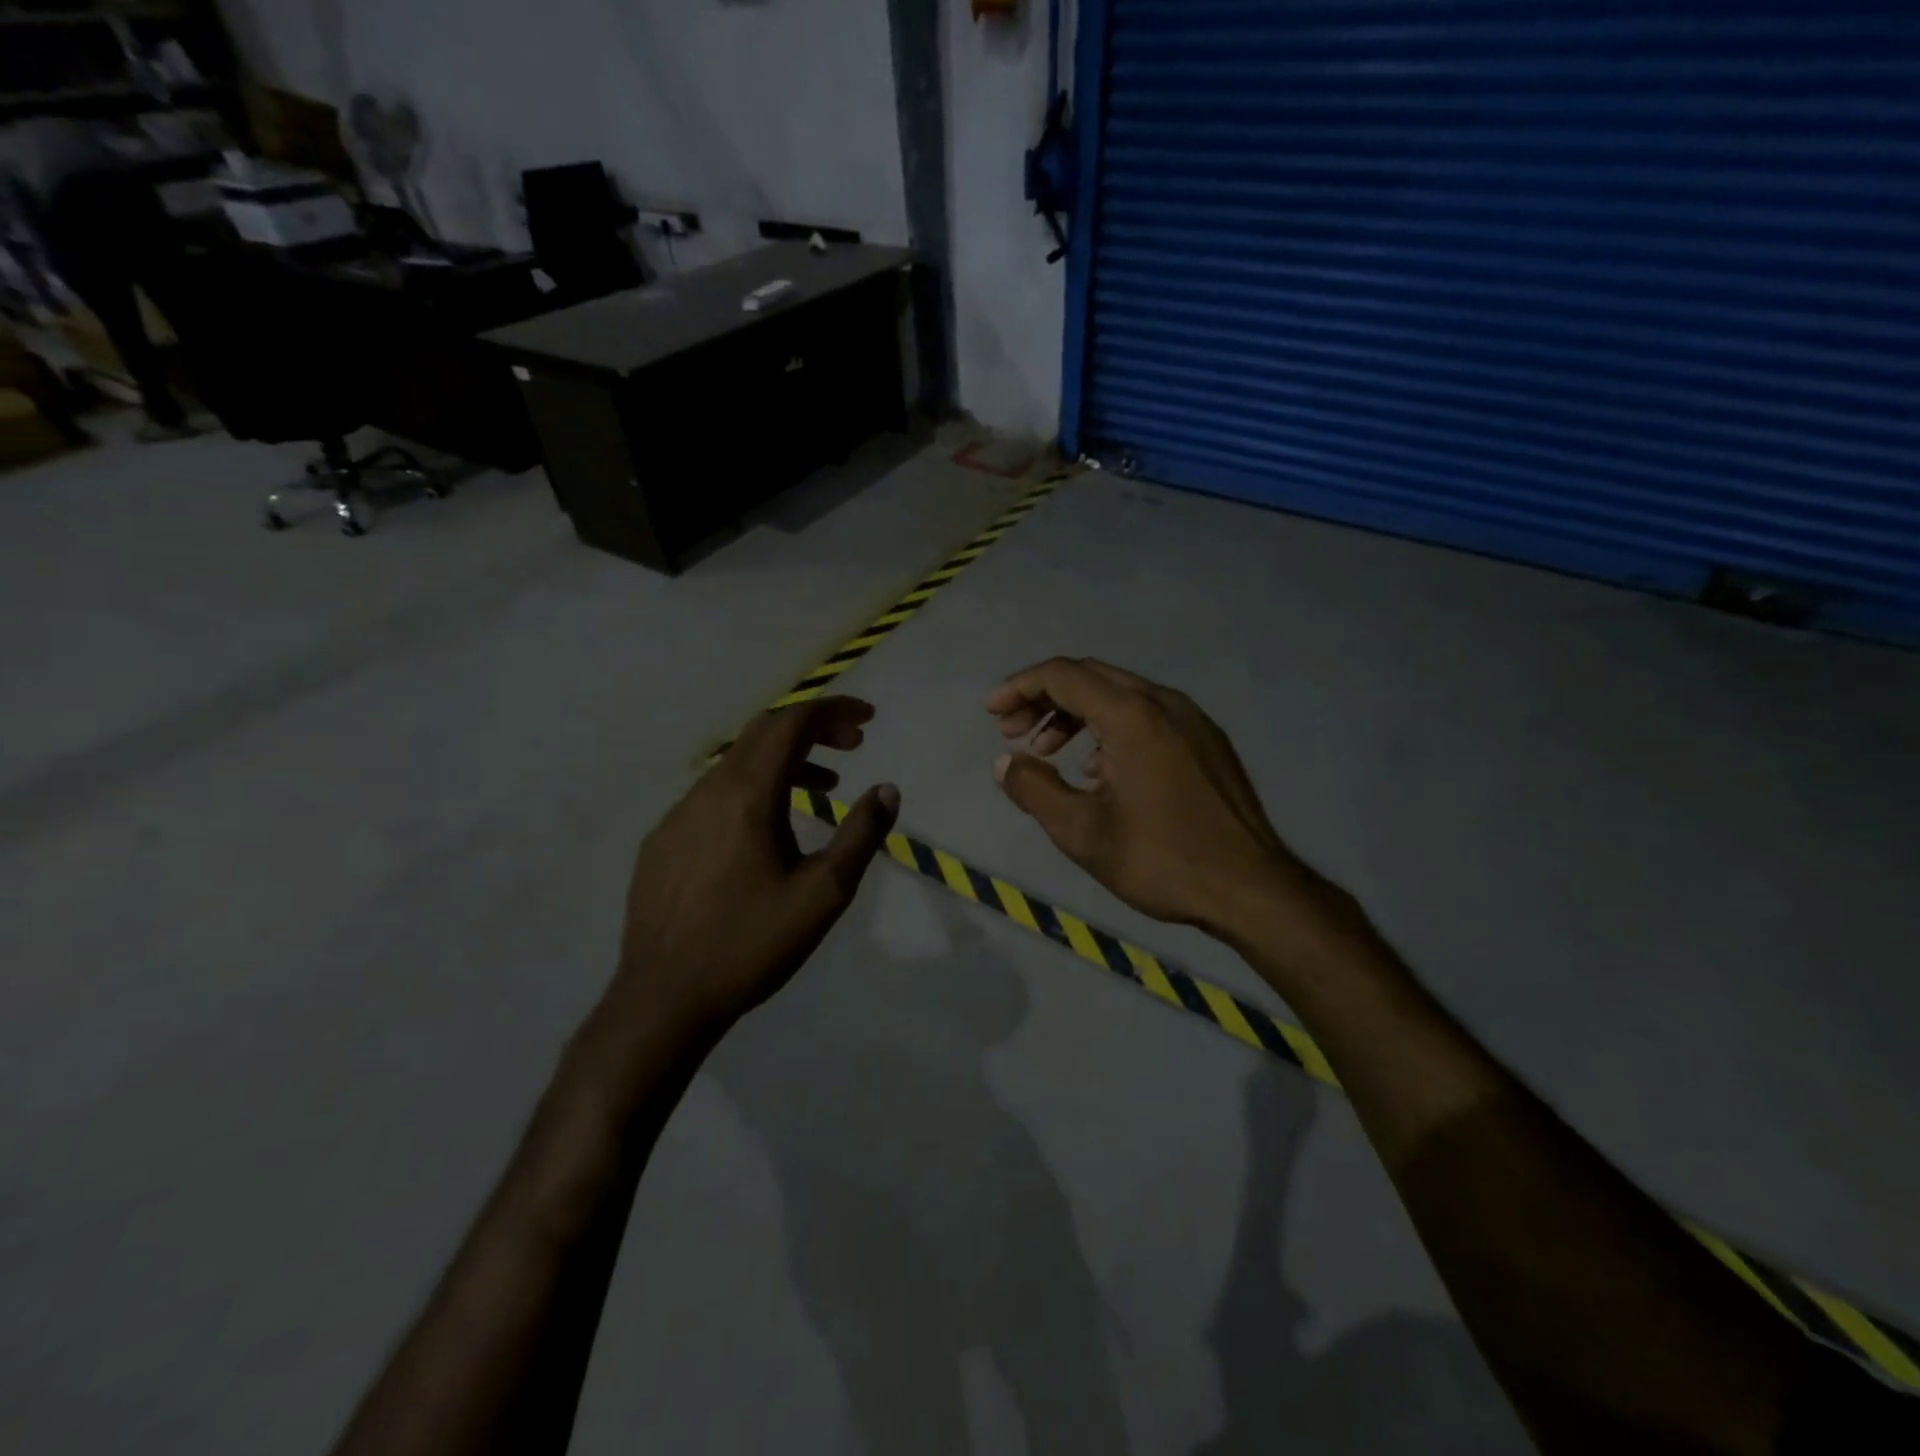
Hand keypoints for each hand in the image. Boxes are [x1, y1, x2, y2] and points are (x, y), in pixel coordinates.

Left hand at [611, 697, 899, 1037]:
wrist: (663, 999)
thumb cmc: (751, 944)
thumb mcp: (823, 893)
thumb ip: (861, 835)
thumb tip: (888, 790)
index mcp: (747, 795)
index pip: (792, 724)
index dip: (833, 711)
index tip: (868, 718)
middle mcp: (707, 791)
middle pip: (763, 732)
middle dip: (812, 728)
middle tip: (853, 745)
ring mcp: (678, 814)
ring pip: (737, 764)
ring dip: (784, 761)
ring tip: (824, 786)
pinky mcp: (662, 841)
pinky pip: (714, 794)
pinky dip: (752, 789)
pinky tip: (767, 829)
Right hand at [989, 658, 1330, 934]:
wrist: (1252, 889)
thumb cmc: (1161, 860)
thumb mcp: (1082, 832)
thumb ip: (1034, 789)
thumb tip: (1004, 762)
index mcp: (1133, 715)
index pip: (1064, 675)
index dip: (1020, 687)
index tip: (991, 713)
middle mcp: (1165, 703)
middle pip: (1092, 677)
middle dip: (1044, 698)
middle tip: (1012, 731)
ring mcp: (1192, 719)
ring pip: (1121, 695)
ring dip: (1077, 714)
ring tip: (1048, 751)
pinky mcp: (1207, 741)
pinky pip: (1148, 716)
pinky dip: (1110, 728)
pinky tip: (1097, 769)